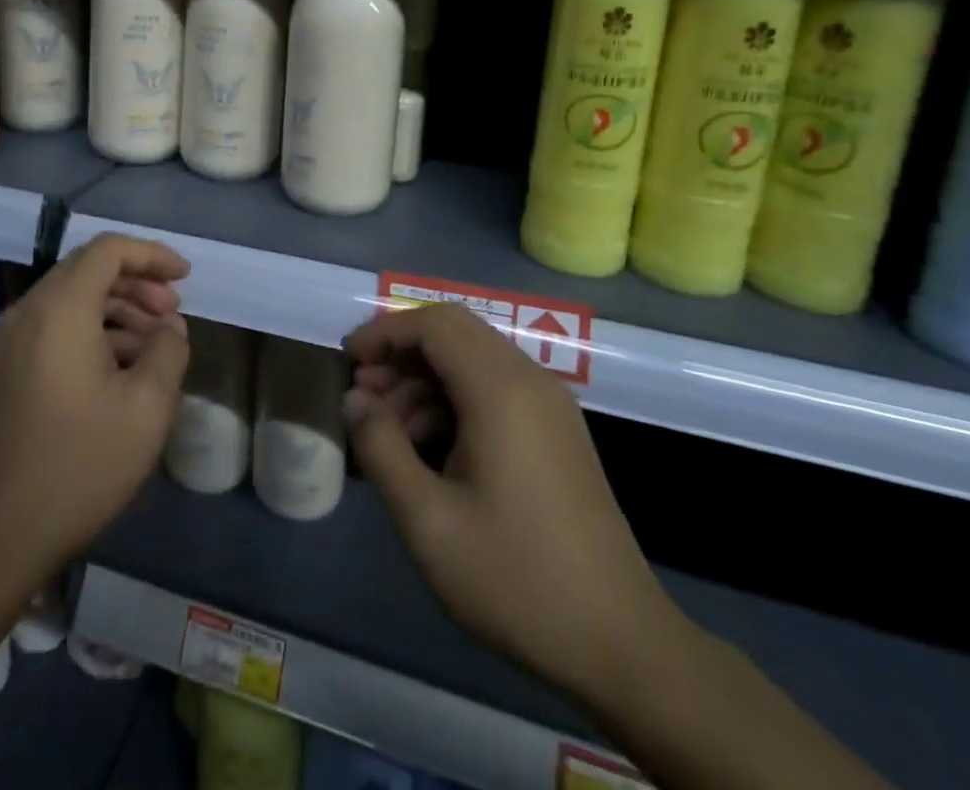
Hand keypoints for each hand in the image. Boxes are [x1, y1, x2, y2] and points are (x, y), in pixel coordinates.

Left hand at [0, 234, 190, 568]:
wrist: (3, 531)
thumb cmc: (82, 462)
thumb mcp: (148, 406)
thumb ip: (168, 350)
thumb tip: (170, 327)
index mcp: (61, 308)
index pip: (108, 250)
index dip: (152, 254)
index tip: (185, 277)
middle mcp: (30, 310)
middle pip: (89, 268)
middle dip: (138, 281)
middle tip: (173, 312)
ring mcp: (13, 338)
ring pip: (74, 296)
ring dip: (119, 306)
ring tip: (156, 340)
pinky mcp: (10, 365)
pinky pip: (57, 323)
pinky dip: (95, 327)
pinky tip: (124, 363)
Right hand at [344, 304, 680, 705]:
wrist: (623, 646)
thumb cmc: (517, 579)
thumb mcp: (428, 521)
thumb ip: (382, 448)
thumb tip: (355, 400)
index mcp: (501, 390)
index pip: (433, 324)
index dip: (383, 332)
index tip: (347, 360)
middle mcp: (529, 381)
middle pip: (454, 330)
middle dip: (401, 349)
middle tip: (363, 391)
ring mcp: (549, 405)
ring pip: (473, 356)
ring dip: (425, 374)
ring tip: (386, 424)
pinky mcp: (556, 431)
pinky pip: (494, 386)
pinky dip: (453, 395)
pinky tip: (427, 442)